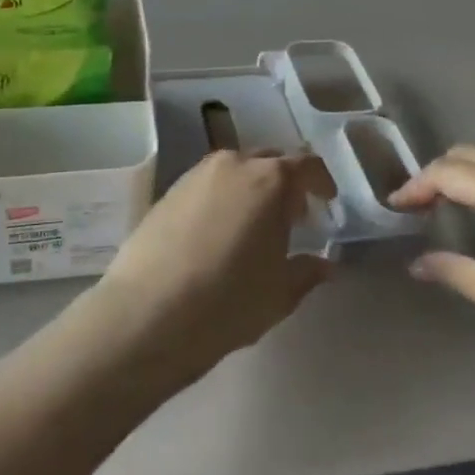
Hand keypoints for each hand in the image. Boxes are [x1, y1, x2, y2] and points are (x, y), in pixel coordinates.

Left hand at [93, 152, 335, 386]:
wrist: (148, 313)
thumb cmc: (227, 302)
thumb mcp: (279, 294)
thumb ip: (307, 271)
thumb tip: (325, 264)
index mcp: (270, 180)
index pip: (307, 165)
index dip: (321, 183)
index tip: (327, 203)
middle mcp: (234, 164)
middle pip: (270, 160)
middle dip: (286, 183)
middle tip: (293, 217)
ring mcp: (197, 173)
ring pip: (236, 169)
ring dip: (253, 188)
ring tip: (254, 225)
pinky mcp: (169, 189)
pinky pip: (209, 183)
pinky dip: (223, 196)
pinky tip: (219, 232)